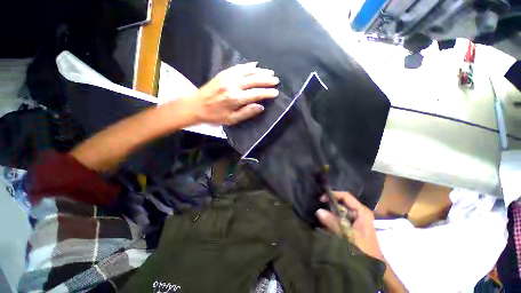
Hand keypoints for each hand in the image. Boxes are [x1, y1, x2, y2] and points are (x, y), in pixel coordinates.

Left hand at [189, 62, 279, 124]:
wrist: (196, 106)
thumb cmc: (215, 116)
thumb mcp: (231, 120)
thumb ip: (247, 113)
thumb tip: (261, 106)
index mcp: (235, 99)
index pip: (256, 94)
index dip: (267, 93)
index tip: (276, 92)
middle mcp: (233, 85)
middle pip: (254, 80)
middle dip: (266, 80)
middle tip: (276, 80)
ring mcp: (227, 77)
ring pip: (248, 72)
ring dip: (260, 71)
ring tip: (270, 72)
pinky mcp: (223, 73)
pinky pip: (238, 67)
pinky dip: (248, 66)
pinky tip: (255, 65)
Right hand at [316, 191, 383, 260]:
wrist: (376, 263)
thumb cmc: (365, 248)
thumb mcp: (349, 235)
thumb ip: (334, 223)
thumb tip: (318, 211)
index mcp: (361, 211)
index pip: (345, 196)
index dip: (333, 194)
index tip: (321, 198)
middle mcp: (359, 212)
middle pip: (342, 203)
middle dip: (330, 204)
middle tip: (318, 207)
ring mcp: (356, 218)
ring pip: (340, 211)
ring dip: (331, 213)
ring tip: (320, 216)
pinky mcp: (353, 225)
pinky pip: (341, 218)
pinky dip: (333, 220)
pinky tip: (326, 223)